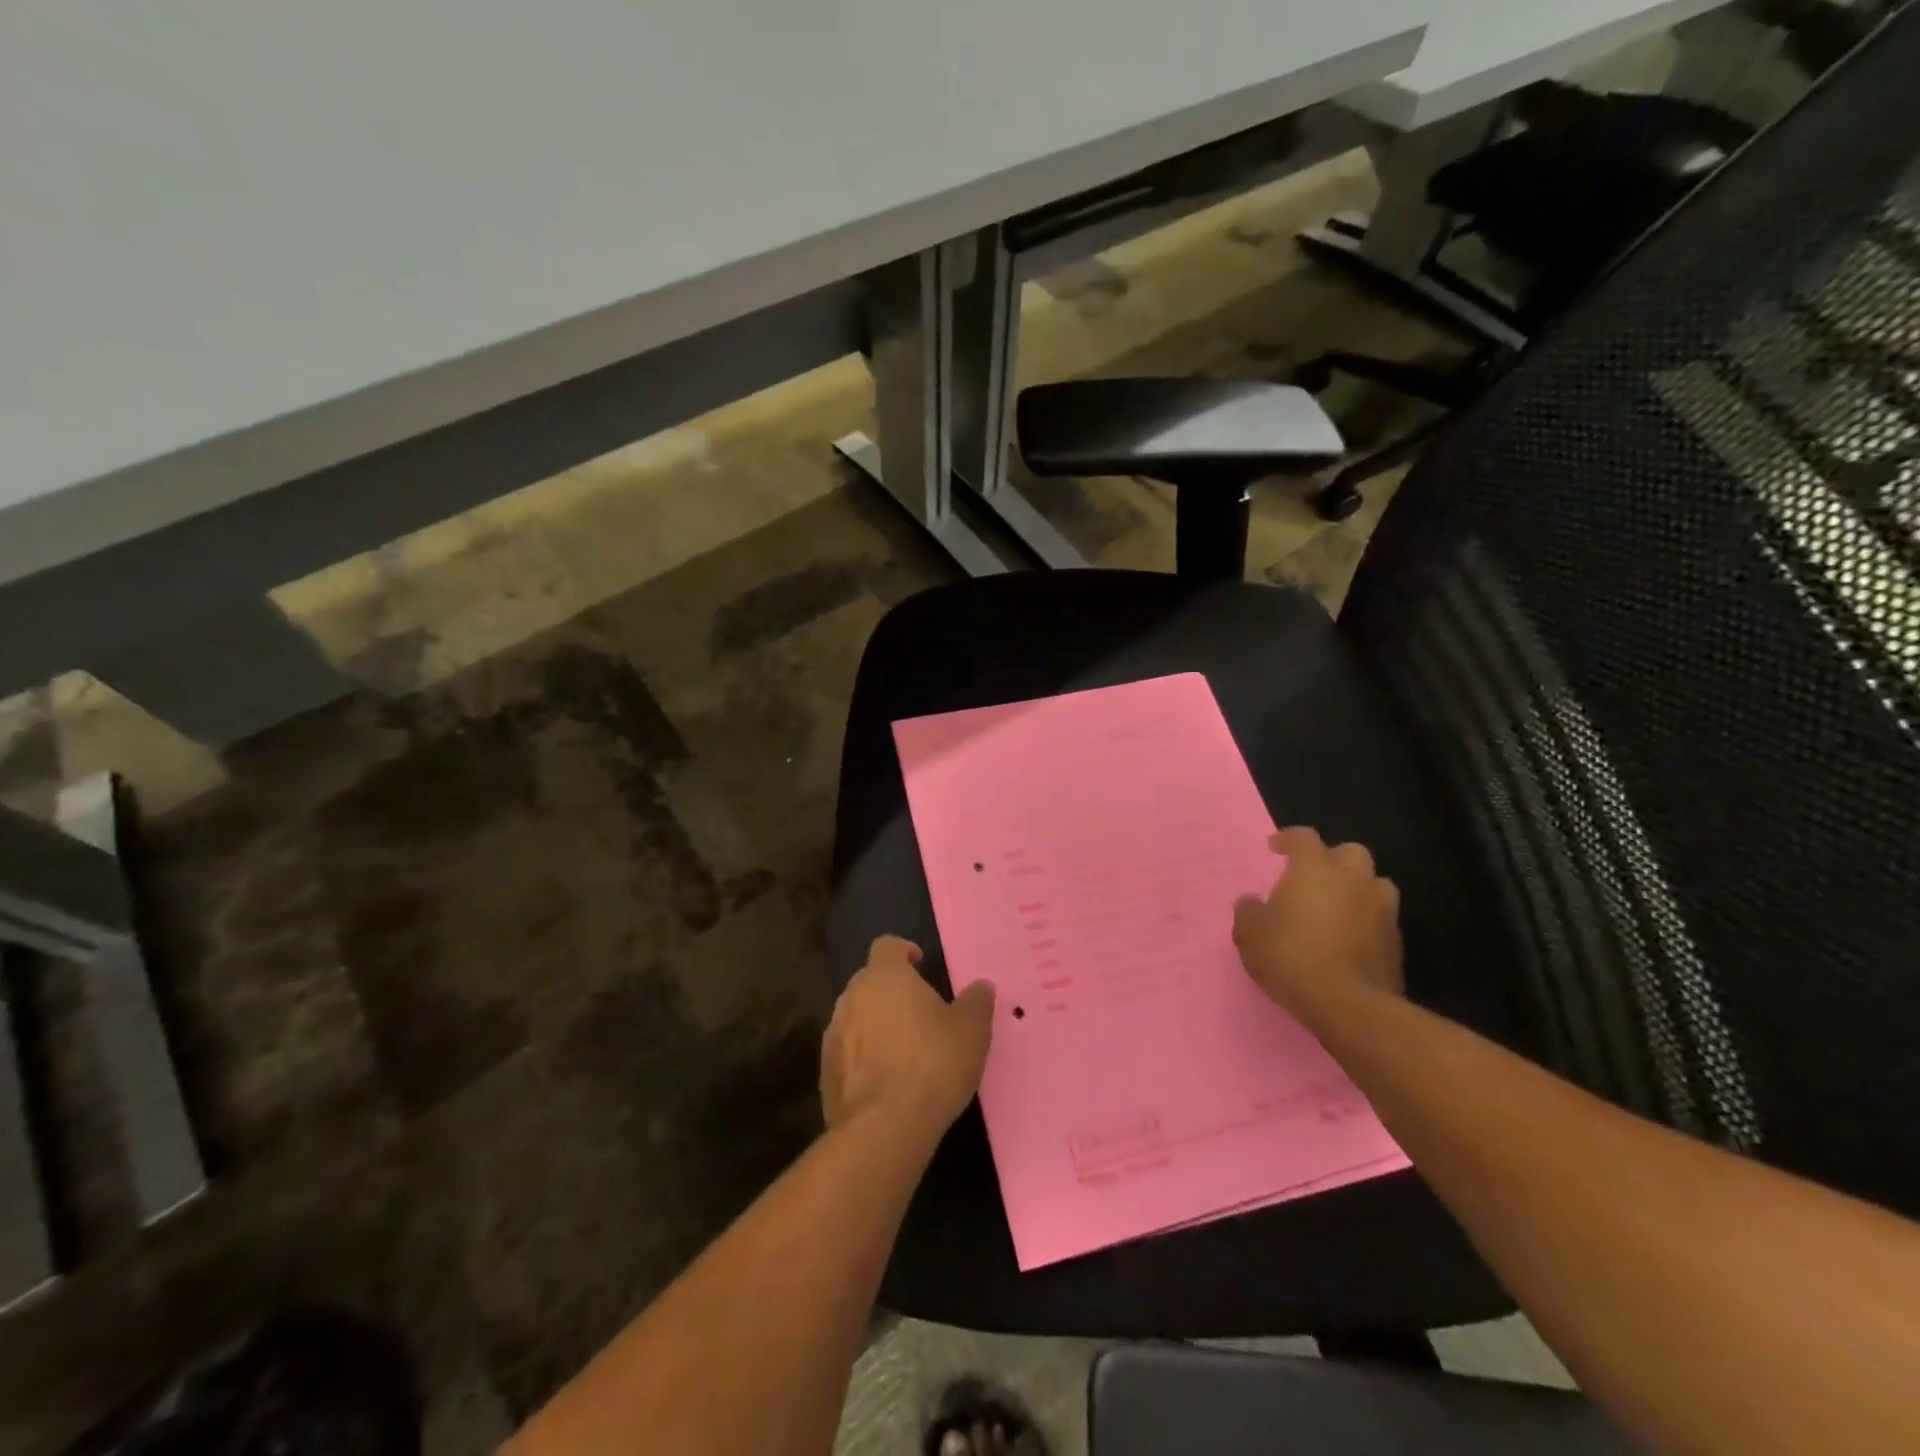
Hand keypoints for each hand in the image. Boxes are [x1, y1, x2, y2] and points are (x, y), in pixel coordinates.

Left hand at [821, 936, 995, 1139]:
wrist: (884, 1128)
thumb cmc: (933, 1064)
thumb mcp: (971, 1031)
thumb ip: (976, 1002)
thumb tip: (981, 986)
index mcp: (885, 976)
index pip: (887, 946)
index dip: (904, 953)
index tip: (920, 966)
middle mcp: (852, 996)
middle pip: (869, 981)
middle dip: (890, 991)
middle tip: (918, 1013)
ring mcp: (833, 1034)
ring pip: (855, 1017)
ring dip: (874, 1025)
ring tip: (902, 1050)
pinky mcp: (825, 1073)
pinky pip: (847, 1053)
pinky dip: (862, 1059)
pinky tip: (884, 1082)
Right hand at [1232, 827, 1404, 1019]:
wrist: (1348, 1005)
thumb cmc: (1291, 956)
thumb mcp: (1250, 934)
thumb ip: (1249, 911)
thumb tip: (1252, 902)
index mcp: (1315, 868)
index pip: (1303, 837)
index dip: (1288, 839)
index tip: (1275, 848)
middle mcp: (1354, 879)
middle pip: (1349, 853)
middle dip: (1333, 861)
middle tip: (1314, 879)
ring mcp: (1382, 909)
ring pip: (1374, 885)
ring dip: (1357, 890)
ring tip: (1337, 909)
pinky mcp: (1396, 942)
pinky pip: (1380, 920)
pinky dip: (1366, 923)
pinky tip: (1350, 941)